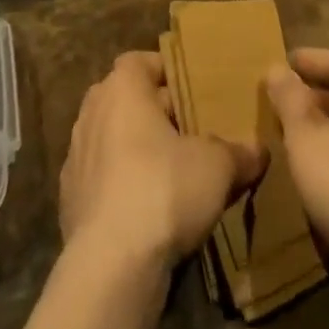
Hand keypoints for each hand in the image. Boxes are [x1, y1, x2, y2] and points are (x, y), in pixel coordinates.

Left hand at [60, 51, 265, 272]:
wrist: (111, 266)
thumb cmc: (164, 189)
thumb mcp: (217, 166)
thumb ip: (239, 152)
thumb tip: (259, 151)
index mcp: (122, 88)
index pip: (140, 62)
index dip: (166, 73)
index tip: (192, 92)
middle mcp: (92, 112)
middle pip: (126, 100)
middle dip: (155, 114)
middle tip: (189, 132)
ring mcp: (76, 158)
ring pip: (112, 140)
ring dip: (136, 152)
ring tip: (171, 174)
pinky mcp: (69, 201)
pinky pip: (102, 180)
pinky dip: (121, 187)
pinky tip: (147, 212)